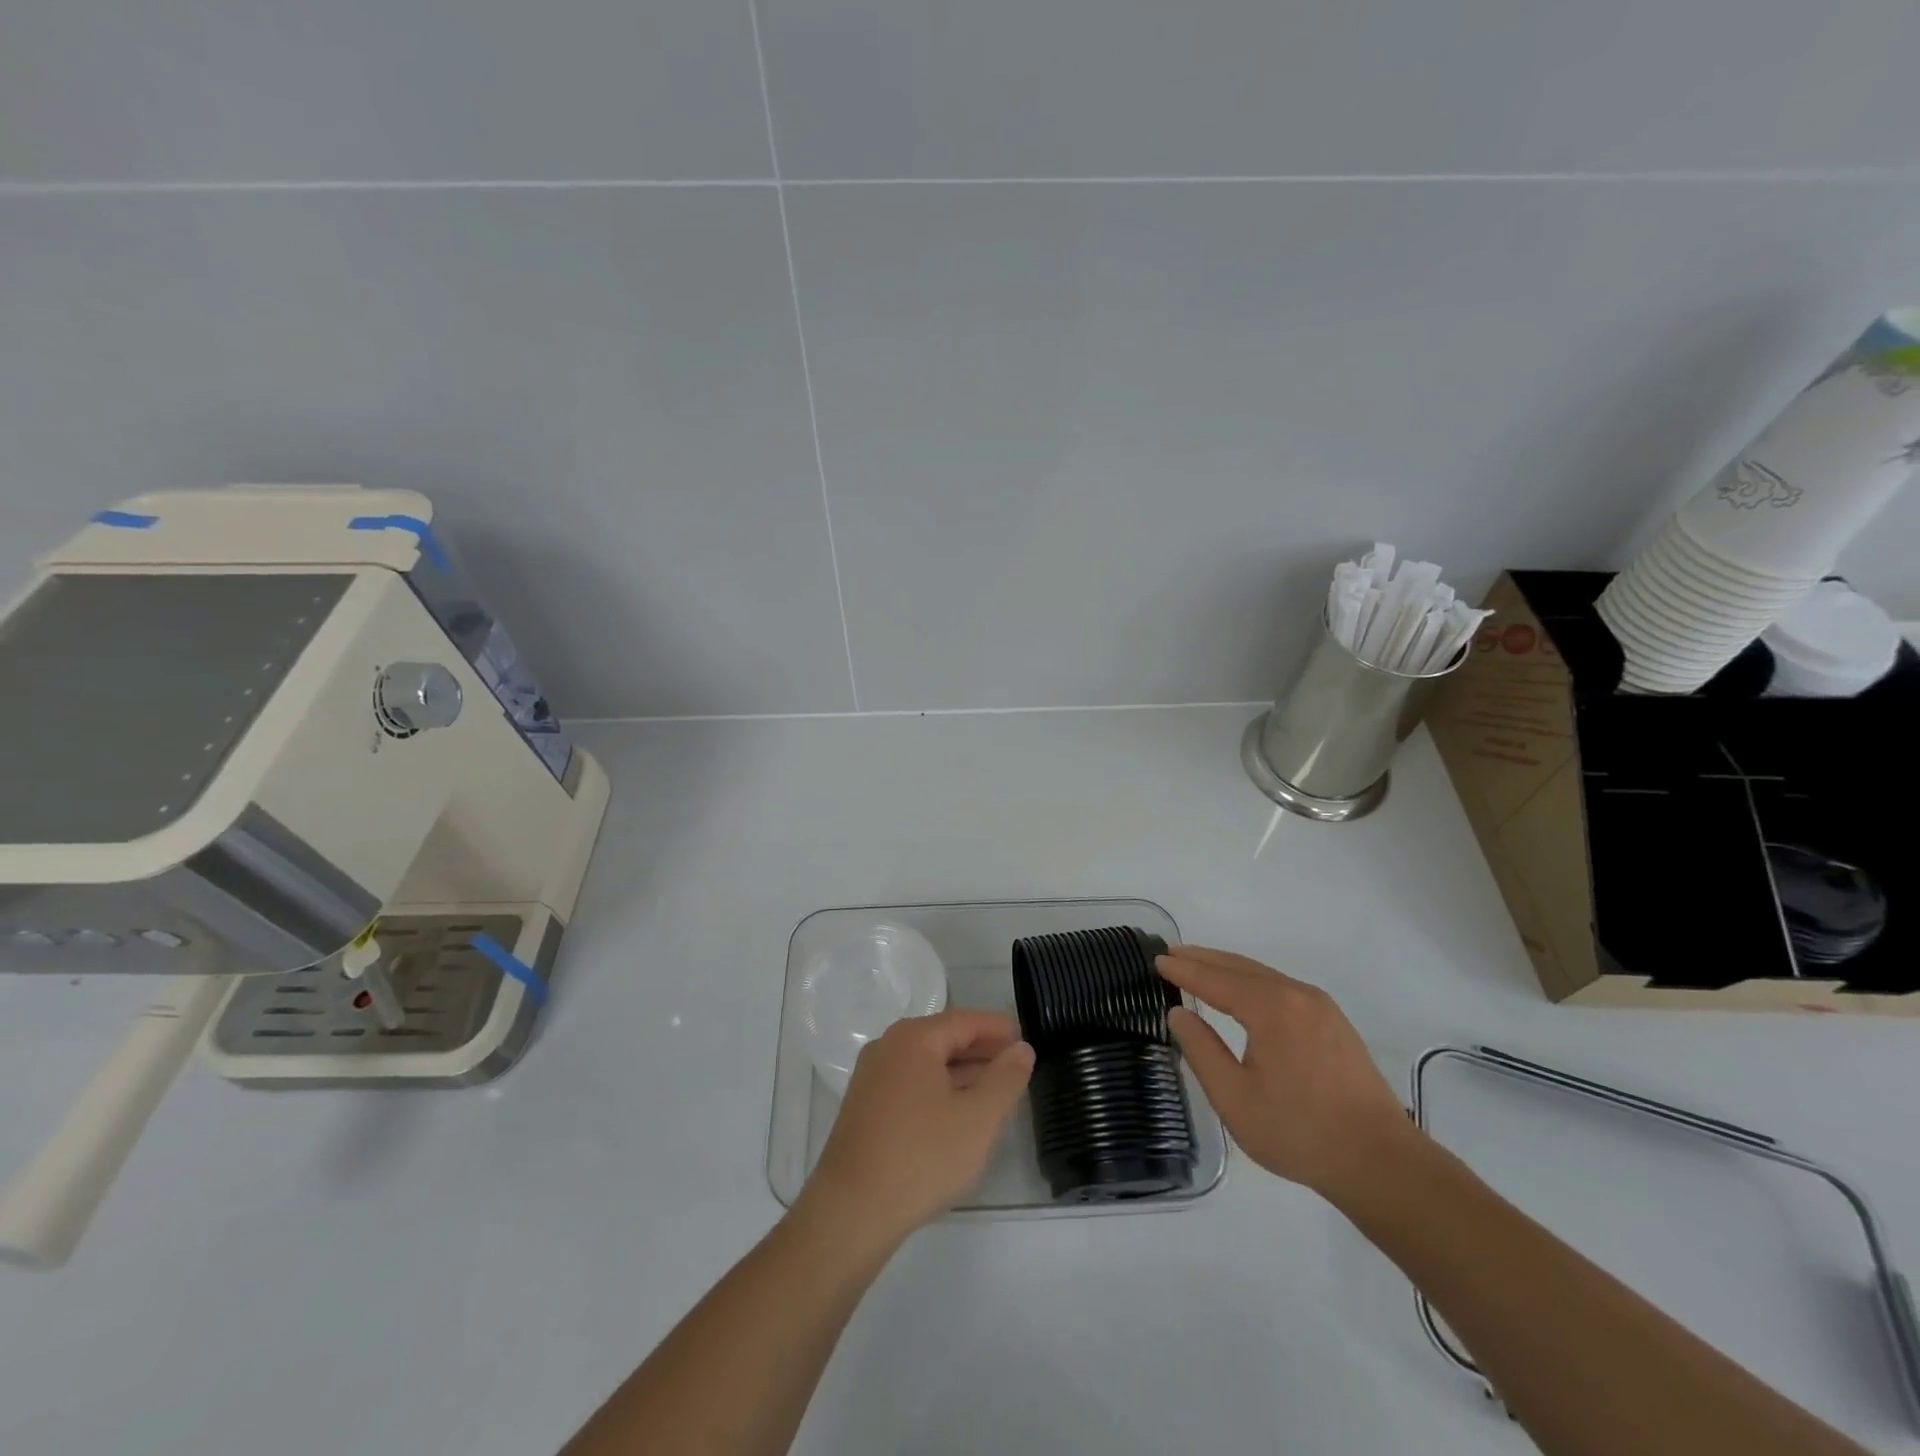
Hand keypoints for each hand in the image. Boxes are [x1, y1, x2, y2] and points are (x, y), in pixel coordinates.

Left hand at [801, 1009, 1034, 1245]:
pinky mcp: (865, 1108)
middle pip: (943, 1039)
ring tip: (995, 1093)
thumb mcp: (978, 1118)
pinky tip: (958, 1116)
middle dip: (981, 1051)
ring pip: (927, 1064)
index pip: (965, 1021)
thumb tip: (1021, 1048)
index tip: (1025, 1040)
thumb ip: (1005, 1078)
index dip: (997, 1029)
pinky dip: (939, 1091)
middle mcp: (888, 1047)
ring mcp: (871, 1078)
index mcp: (913, 1039)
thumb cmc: (922, 1156)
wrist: (851, 1211)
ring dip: (961, 1073)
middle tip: (1016, 1067)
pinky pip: (911, 1085)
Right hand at [1157, 946, 1414, 1199]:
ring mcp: (1321, 1007)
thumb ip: (1201, 1050)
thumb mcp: (1234, 1097)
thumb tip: (1179, 1013)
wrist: (1381, 1162)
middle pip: (1240, 967)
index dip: (1184, 970)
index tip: (1157, 960)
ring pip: (1264, 975)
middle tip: (1172, 955)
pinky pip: (1282, 988)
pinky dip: (1253, 981)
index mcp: (1271, 1007)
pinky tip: (1243, 993)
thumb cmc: (1299, 1131)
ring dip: (1228, 969)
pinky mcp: (1335, 1023)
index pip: (1215, 979)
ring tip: (1200, 967)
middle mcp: (1297, 994)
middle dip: (1204, 960)